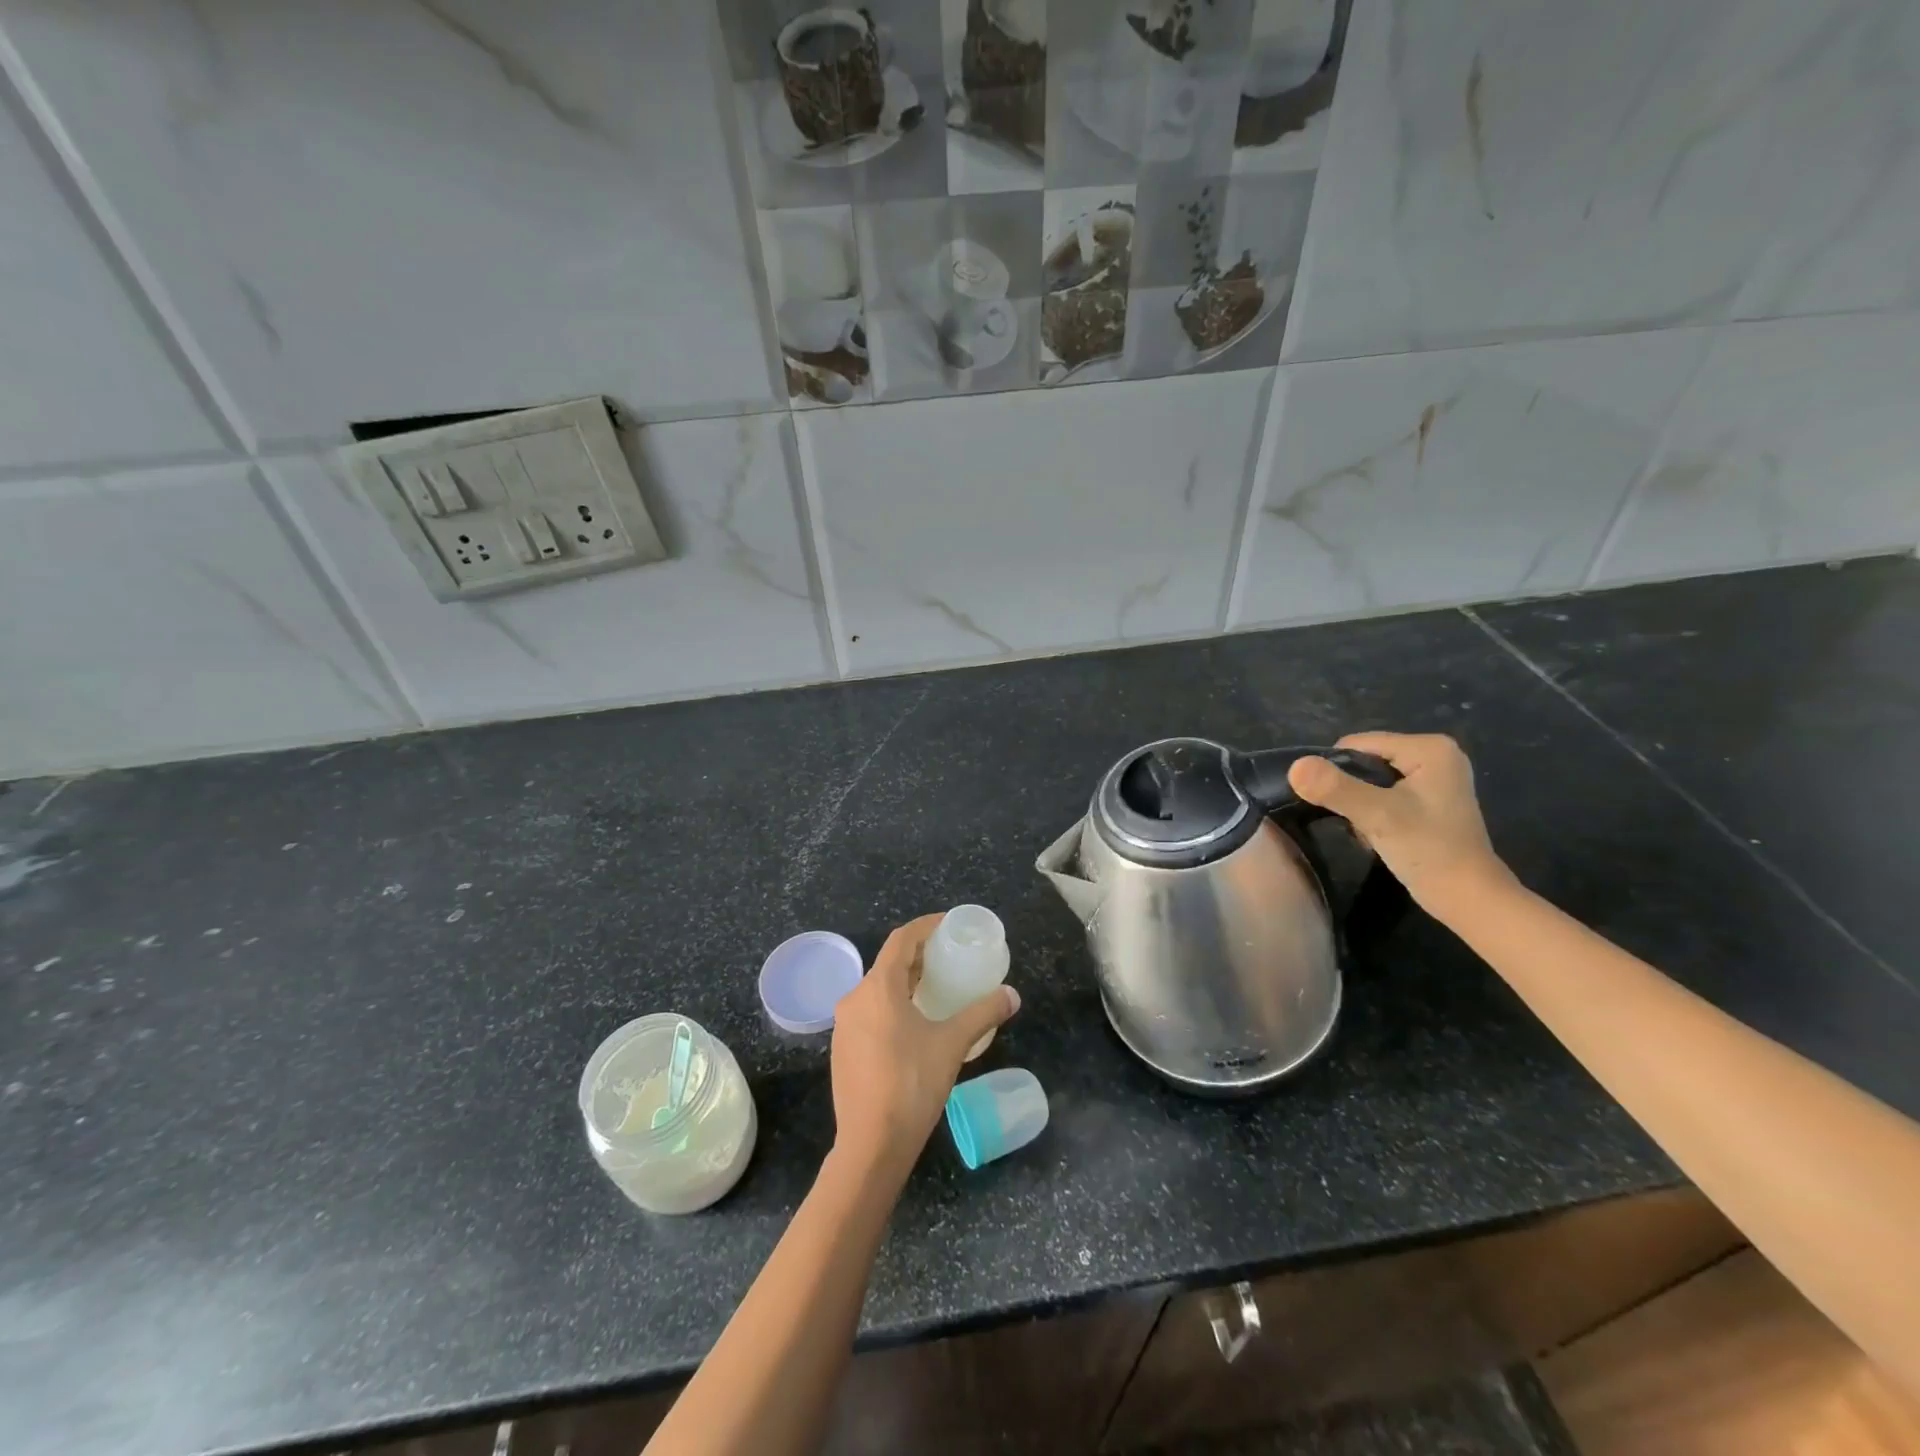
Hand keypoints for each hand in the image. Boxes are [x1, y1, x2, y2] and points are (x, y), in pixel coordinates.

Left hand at [829, 914, 1020, 1178]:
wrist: (871, 1146)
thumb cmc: (912, 1085)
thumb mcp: (953, 1044)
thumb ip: (983, 1014)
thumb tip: (1012, 995)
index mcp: (878, 988)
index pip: (901, 940)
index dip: (925, 927)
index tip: (949, 925)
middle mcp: (854, 998)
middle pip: (888, 963)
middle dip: (919, 956)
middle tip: (949, 958)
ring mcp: (844, 1025)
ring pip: (877, 989)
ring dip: (905, 982)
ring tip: (936, 989)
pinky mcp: (843, 1048)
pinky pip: (869, 1012)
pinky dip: (892, 1005)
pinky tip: (914, 1024)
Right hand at [1287, 732, 1513, 916]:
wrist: (1468, 898)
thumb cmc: (1429, 851)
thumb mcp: (1378, 816)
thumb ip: (1336, 788)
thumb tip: (1294, 766)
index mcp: (1429, 747)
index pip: (1358, 744)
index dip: (1337, 772)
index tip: (1341, 805)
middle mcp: (1436, 753)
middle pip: (1365, 760)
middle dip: (1350, 789)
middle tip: (1358, 820)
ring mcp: (1435, 777)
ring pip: (1371, 779)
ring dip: (1359, 802)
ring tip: (1369, 829)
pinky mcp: (1430, 798)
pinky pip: (1385, 792)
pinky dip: (1373, 810)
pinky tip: (1379, 832)